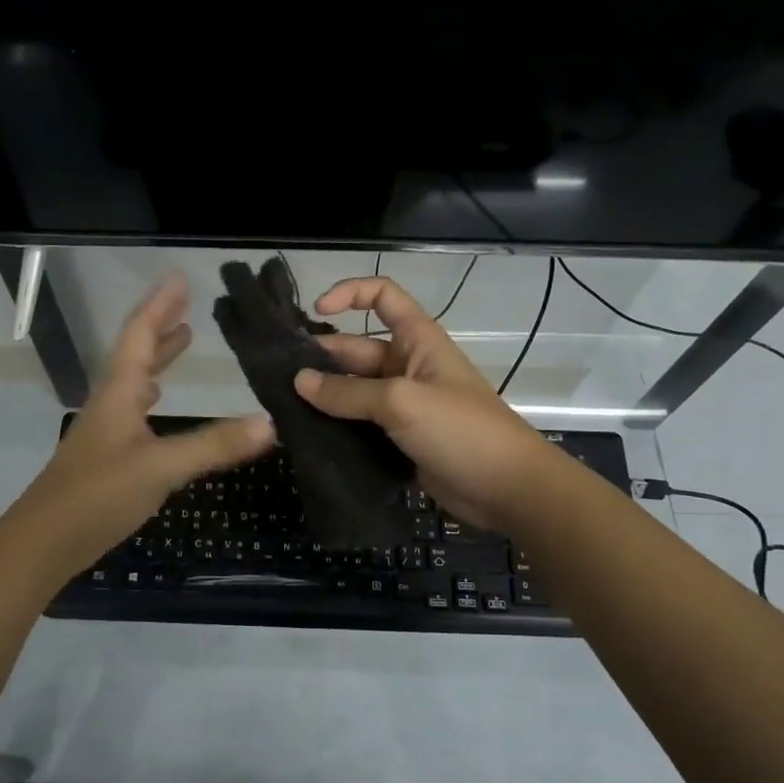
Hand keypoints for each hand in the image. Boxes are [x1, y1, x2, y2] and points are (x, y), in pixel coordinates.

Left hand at [20, 275, 274, 576]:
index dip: (160, 306)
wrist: (43, 543)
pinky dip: (151, 393)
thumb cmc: (97, 495)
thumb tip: (270, 423)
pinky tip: (157, 402)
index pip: (139, 336)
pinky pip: (134, 409)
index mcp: (119, 393)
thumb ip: (213, 445)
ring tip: (181, 340)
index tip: (180, 279)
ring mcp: (106, 430)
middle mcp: (111, 403)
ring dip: (157, 357)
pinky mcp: (107, 455)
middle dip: (160, 325)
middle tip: (186, 304)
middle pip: (135, 352)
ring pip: (134, 380)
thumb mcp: (160, 468)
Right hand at [293, 276, 560, 529]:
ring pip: (354, 391)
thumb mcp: (401, 402)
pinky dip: (336, 427)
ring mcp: (403, 405)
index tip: (316, 311)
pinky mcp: (399, 438)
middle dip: (321, 359)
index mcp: (417, 340)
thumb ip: (348, 393)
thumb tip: (299, 382)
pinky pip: (360, 424)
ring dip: (324, 397)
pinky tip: (305, 436)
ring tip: (281, 408)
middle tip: (277, 378)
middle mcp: (407, 366)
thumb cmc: (460, 430)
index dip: (349, 293)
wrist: (506, 489)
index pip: (382, 297)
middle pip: (356, 350)